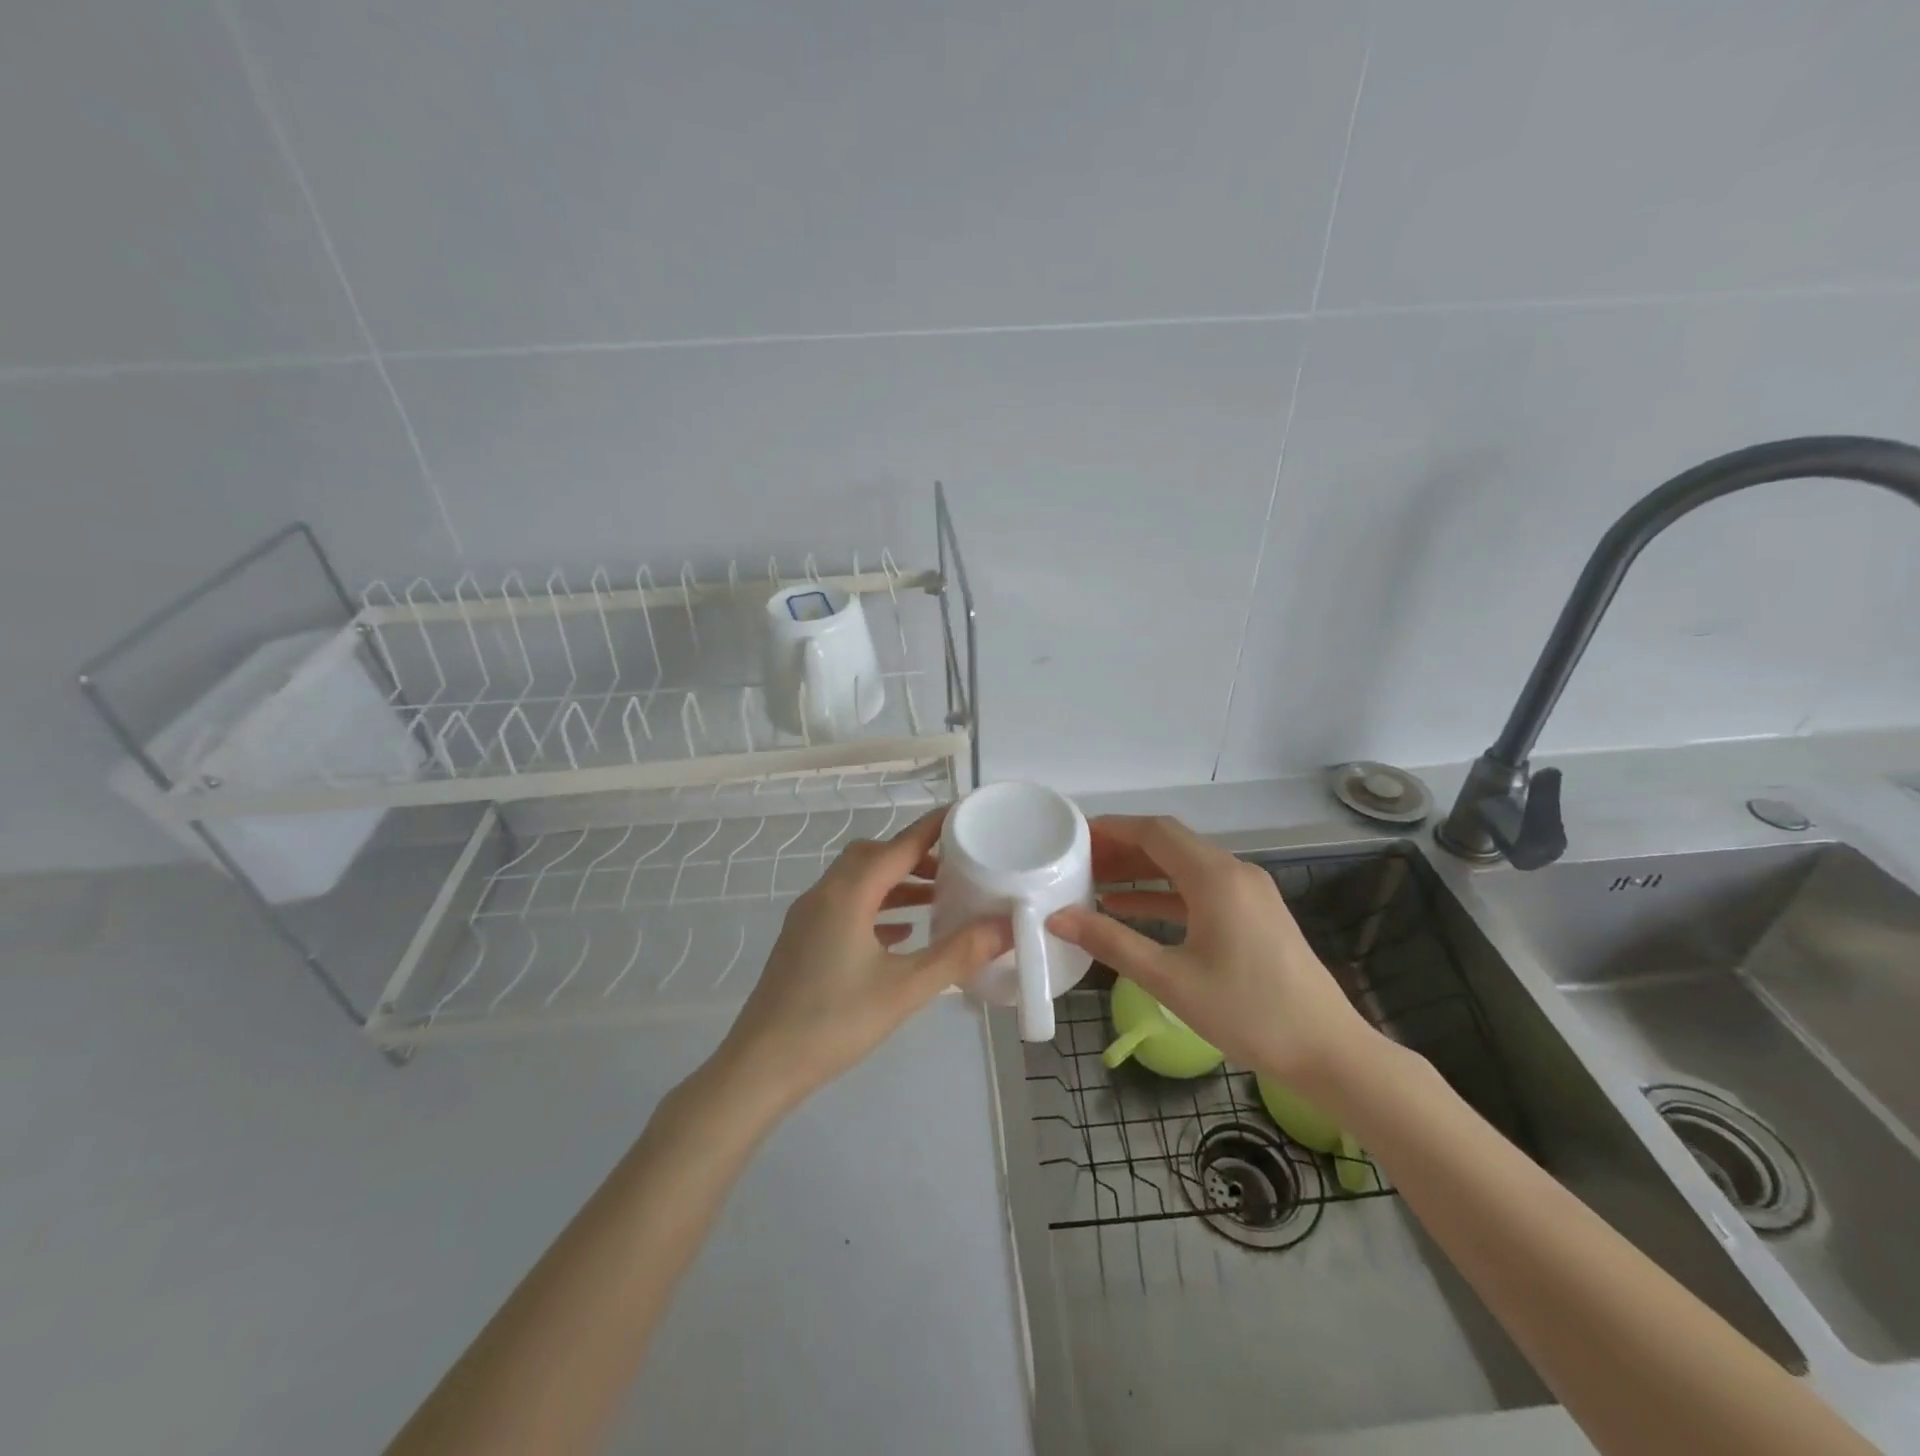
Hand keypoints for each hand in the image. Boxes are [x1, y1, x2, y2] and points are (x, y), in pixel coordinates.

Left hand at [714, 806, 1011, 1110]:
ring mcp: (809, 917)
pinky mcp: (803, 940)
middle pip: (874, 856)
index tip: (965, 814)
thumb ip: (958, 954)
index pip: (899, 845)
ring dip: (896, 882)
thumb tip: (1006, 926)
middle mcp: (825, 894)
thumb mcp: (905, 989)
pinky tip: (901, 934)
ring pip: (858, 881)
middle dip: (915, 855)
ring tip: (937, 900)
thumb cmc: (835, 1022)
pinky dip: (877, 907)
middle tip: (955, 868)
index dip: (933, 828)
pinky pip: (846, 906)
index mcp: (848, 894)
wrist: (761, 1065)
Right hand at [1049, 815, 1377, 1091]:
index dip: (1113, 828)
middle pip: (1169, 844)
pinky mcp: (1254, 915)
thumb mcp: (1170, 979)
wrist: (1328, 1052)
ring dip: (1141, 871)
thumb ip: (1111, 943)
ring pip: (1184, 867)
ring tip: (1094, 883)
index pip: (1155, 832)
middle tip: (1077, 862)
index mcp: (1215, 877)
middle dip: (1122, 849)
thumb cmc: (1247, 1013)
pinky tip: (1131, 910)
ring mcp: (1248, 893)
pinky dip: (1164, 894)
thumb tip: (1058, 918)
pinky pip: (1200, 890)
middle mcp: (1234, 872)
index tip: (1075, 835)